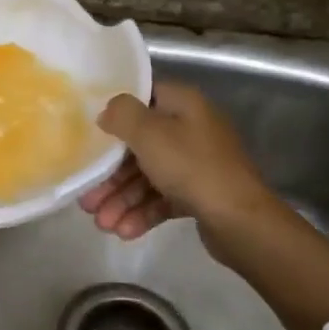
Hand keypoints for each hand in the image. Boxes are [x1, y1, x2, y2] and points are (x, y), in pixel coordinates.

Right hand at [78, 81, 273, 246]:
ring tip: (102, 223)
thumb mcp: (150, 134)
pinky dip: (142, 212)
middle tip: (86, 197)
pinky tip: (124, 231)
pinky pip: (162, 198)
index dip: (115, 113)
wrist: (241, 220)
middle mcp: (190, 129)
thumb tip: (108, 111)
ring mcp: (196, 164)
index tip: (89, 131)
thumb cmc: (192, 167)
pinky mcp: (198, 194)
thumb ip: (122, 115)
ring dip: (122, 198)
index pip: (143, 98)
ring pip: (148, 176)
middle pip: (139, 145)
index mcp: (183, 105)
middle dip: (110, 173)